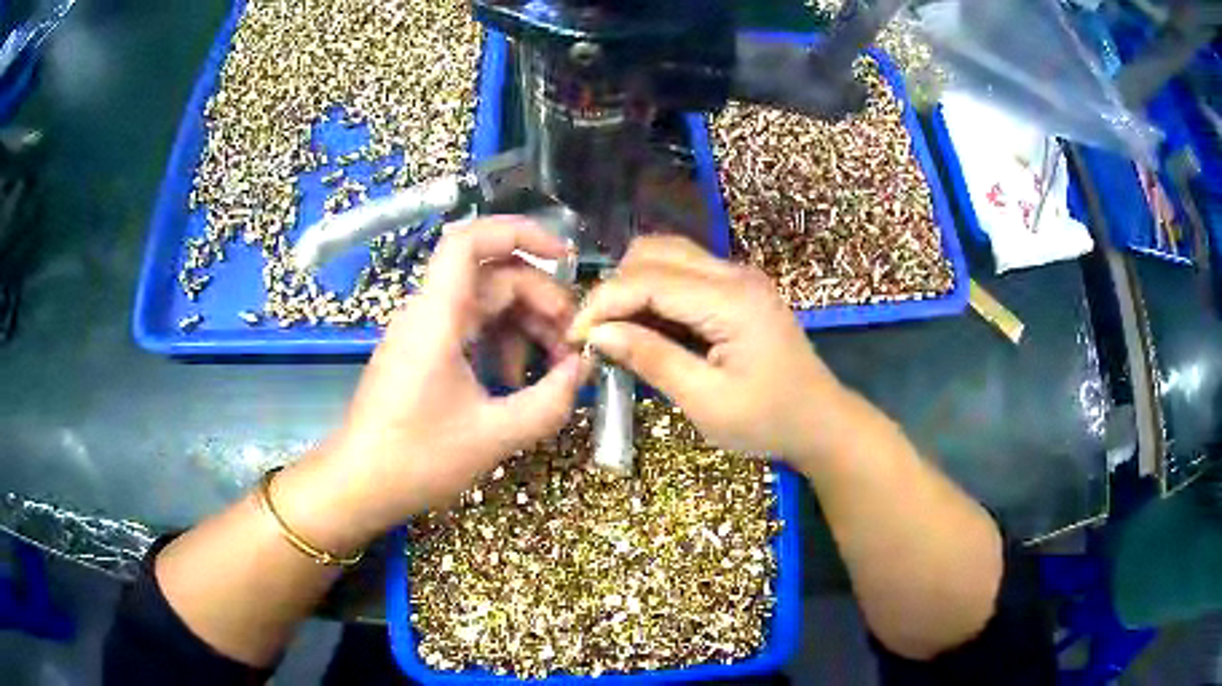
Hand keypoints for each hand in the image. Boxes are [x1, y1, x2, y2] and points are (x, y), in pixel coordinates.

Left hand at [283, 217, 584, 547]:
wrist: (358, 485)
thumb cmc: (416, 459)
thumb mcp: (494, 435)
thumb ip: (550, 401)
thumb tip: (585, 369)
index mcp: (437, 316)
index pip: (471, 240)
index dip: (520, 233)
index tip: (564, 257)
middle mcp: (428, 312)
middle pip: (492, 276)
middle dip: (540, 300)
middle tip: (571, 344)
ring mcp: (423, 332)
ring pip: (485, 303)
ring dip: (524, 327)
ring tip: (551, 370)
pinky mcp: (423, 353)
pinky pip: (470, 330)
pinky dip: (500, 345)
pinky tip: (515, 382)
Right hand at [570, 235, 845, 462]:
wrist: (820, 421)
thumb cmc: (768, 421)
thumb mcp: (707, 402)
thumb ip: (652, 360)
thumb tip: (599, 334)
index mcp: (731, 300)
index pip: (648, 280)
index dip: (603, 304)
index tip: (574, 337)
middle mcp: (735, 274)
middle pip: (655, 252)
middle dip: (615, 288)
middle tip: (596, 334)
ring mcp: (738, 277)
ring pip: (667, 256)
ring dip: (633, 286)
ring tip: (617, 330)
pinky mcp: (737, 289)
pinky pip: (683, 274)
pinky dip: (654, 293)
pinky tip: (646, 327)